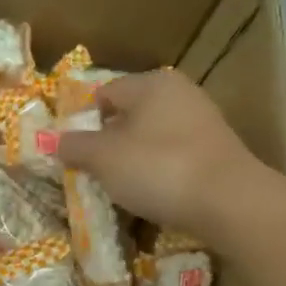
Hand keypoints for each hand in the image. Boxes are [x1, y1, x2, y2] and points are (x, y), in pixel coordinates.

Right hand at [52, 68, 273, 243]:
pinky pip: (174, 156)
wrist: (230, 202)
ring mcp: (202, 121)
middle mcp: (179, 93)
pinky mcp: (217, 151)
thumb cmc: (159, 169)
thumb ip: (75, 146)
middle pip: (129, 115)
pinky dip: (159, 172)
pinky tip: (153, 194)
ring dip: (133, 160)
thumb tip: (54, 140)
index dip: (82, 120)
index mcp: (150, 83)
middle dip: (108, 142)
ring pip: (152, 137)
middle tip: (92, 172)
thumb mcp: (104, 158)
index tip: (71, 152)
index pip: (103, 93)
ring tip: (120, 188)